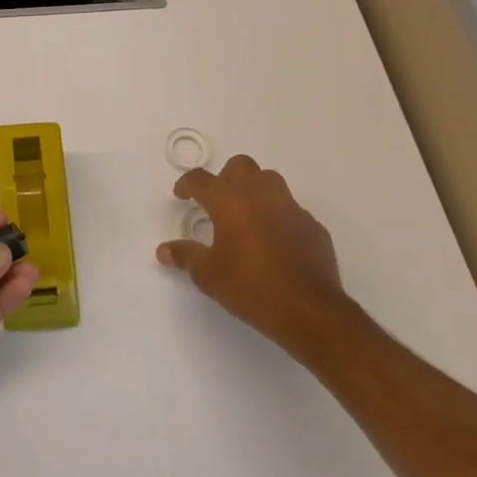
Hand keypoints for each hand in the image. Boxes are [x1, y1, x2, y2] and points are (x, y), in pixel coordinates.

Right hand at [156, 155, 348, 355]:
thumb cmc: (250, 286)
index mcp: (228, 200)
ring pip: (270, 180)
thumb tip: (163, 250)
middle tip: (218, 202)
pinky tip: (275, 241)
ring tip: (247, 215)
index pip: (200, 179)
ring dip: (255, 189)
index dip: (187, 184)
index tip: (182, 196)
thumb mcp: (208, 274)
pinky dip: (279, 216)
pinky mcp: (312, 225)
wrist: (309, 309)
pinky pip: (291, 209)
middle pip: (240, 166)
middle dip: (225, 178)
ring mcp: (290, 207)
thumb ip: (185, 256)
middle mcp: (259, 194)